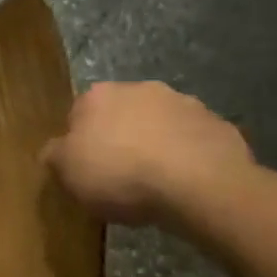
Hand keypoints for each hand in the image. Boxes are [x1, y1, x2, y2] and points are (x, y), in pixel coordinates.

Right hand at [42, 82, 254, 226]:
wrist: (201, 187)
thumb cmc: (120, 174)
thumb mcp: (67, 172)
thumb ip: (55, 156)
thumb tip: (55, 151)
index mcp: (98, 95)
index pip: (79, 113)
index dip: (82, 142)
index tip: (87, 168)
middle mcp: (140, 89)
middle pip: (122, 114)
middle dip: (121, 137)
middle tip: (120, 175)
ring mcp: (186, 105)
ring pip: (161, 125)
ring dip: (157, 145)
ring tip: (157, 184)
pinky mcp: (221, 127)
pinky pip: (195, 143)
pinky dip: (190, 158)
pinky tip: (187, 186)